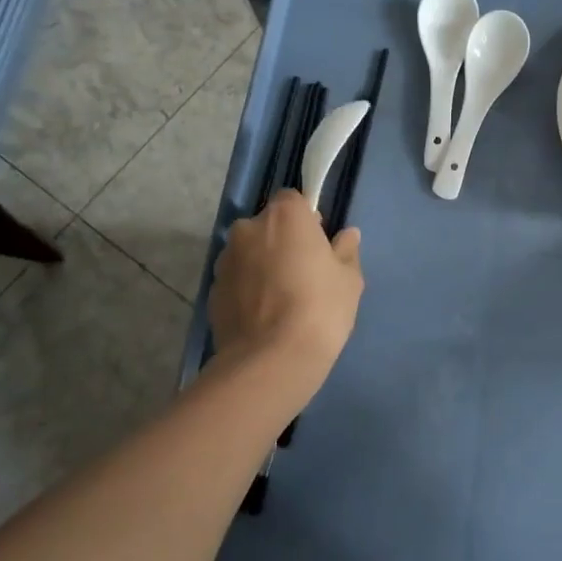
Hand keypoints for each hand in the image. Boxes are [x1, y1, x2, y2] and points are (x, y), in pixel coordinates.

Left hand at [210, 192, 363, 374]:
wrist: (271, 360)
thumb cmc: (320, 308)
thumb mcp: (349, 279)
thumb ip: (346, 250)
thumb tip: (347, 236)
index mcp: (284, 216)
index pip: (293, 200)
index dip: (306, 219)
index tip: (319, 244)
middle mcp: (248, 229)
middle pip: (267, 226)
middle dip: (281, 241)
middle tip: (302, 273)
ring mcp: (225, 260)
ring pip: (249, 253)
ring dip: (262, 265)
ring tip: (281, 299)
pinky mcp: (212, 291)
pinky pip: (236, 281)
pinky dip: (247, 290)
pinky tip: (264, 316)